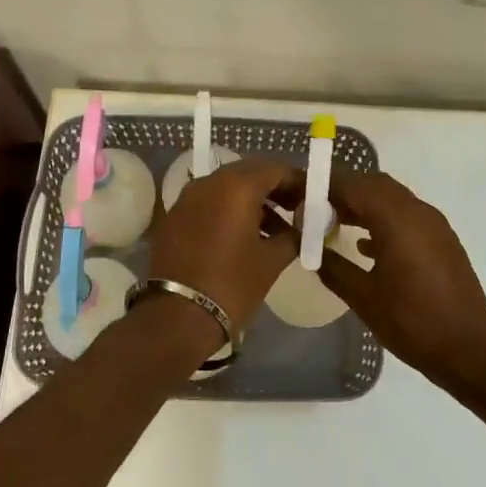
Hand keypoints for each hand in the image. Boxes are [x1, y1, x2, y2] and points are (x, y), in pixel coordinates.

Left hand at [148, 158, 303, 335]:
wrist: (176, 318)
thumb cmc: (232, 285)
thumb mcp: (271, 261)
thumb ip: (291, 236)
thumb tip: (299, 228)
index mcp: (236, 186)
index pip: (274, 169)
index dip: (297, 181)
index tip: (311, 198)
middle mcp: (209, 183)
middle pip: (249, 173)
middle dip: (274, 188)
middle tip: (294, 209)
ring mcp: (187, 198)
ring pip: (226, 187)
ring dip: (251, 200)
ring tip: (272, 228)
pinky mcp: (174, 217)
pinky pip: (208, 203)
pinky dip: (228, 211)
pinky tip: (242, 236)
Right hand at [317, 169, 485, 393]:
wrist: (470, 351)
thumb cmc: (412, 323)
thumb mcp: (363, 298)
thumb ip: (332, 267)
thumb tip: (309, 248)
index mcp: (397, 220)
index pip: (354, 186)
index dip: (326, 187)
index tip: (302, 197)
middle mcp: (418, 212)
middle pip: (375, 185)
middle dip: (345, 192)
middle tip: (317, 210)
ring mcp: (435, 224)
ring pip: (393, 198)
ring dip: (365, 204)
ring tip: (336, 224)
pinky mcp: (443, 240)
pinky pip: (407, 215)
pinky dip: (384, 219)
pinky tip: (366, 246)